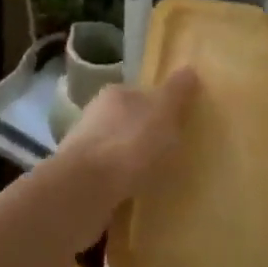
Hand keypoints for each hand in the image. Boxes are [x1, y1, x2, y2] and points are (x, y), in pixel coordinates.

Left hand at [50, 67, 198, 246]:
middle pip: (127, 122)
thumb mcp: (164, 112)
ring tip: (154, 179)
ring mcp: (82, 149)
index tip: (176, 124)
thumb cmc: (131, 143)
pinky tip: (134, 197)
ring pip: (115, 151)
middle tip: (169, 153)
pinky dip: (120, 184)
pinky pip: (107, 178)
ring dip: (130, 162)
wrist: (85, 189)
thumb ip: (177, 92)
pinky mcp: (78, 180)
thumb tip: (189, 69)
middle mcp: (94, 115)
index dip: (160, 107)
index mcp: (115, 94)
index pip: (141, 93)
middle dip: (144, 135)